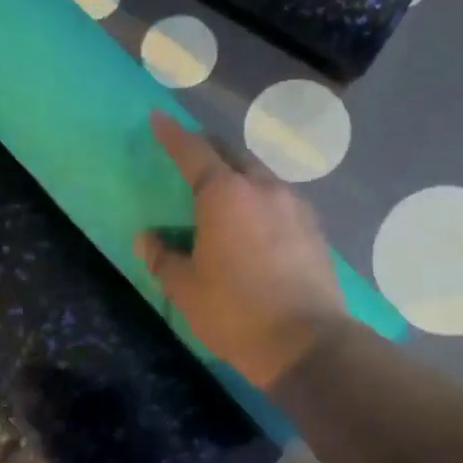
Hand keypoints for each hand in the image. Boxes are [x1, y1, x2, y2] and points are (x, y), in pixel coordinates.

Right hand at [134, 112, 345, 390]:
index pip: (193, 152)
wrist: (306, 342)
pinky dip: (263, 201)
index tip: (158, 120)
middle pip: (233, 155)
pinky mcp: (315, 229)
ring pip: (262, 176)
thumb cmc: (235, 312)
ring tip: (227, 193)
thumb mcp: (186, 289)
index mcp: (224, 195)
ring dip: (240, 176)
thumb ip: (163, 258)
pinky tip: (258, 224)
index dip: (172, 135)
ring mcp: (295, 206)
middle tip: (192, 157)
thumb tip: (147, 239)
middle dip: (210, 150)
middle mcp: (263, 189)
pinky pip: (282, 201)